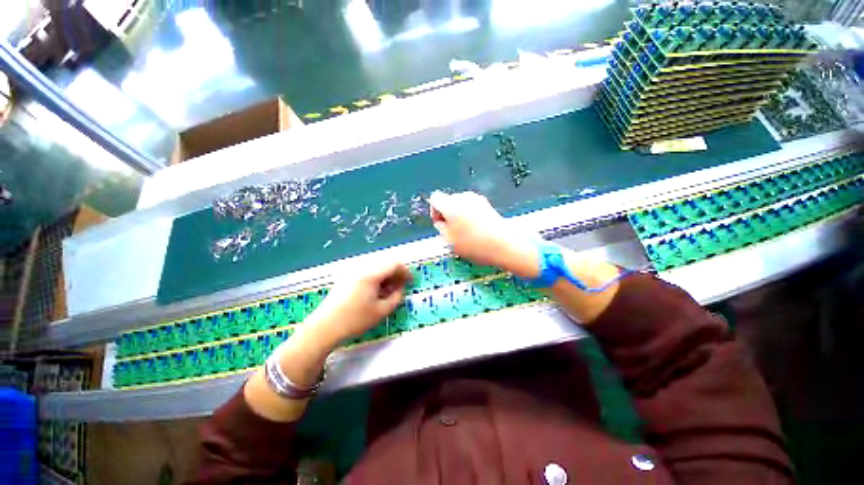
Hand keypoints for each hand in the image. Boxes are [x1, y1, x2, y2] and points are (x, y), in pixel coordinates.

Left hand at [305, 259, 411, 346]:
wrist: (324, 328)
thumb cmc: (354, 320)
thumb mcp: (381, 311)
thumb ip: (396, 297)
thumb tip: (400, 288)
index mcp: (371, 274)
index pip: (394, 264)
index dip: (405, 271)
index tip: (410, 281)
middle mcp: (361, 268)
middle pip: (385, 264)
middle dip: (395, 274)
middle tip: (400, 287)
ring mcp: (352, 272)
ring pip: (376, 268)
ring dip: (386, 276)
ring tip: (387, 291)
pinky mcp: (346, 278)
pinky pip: (366, 272)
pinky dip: (375, 278)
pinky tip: (374, 292)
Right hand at [428, 191, 539, 277]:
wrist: (503, 244)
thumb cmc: (474, 245)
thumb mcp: (449, 240)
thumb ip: (440, 227)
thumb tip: (440, 220)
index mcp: (450, 205)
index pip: (435, 198)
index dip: (434, 211)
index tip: (440, 224)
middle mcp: (463, 197)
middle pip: (448, 200)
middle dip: (447, 213)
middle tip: (453, 231)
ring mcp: (476, 198)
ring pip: (459, 203)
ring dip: (458, 214)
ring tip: (465, 231)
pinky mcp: (486, 203)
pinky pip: (470, 206)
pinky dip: (469, 214)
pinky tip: (475, 228)